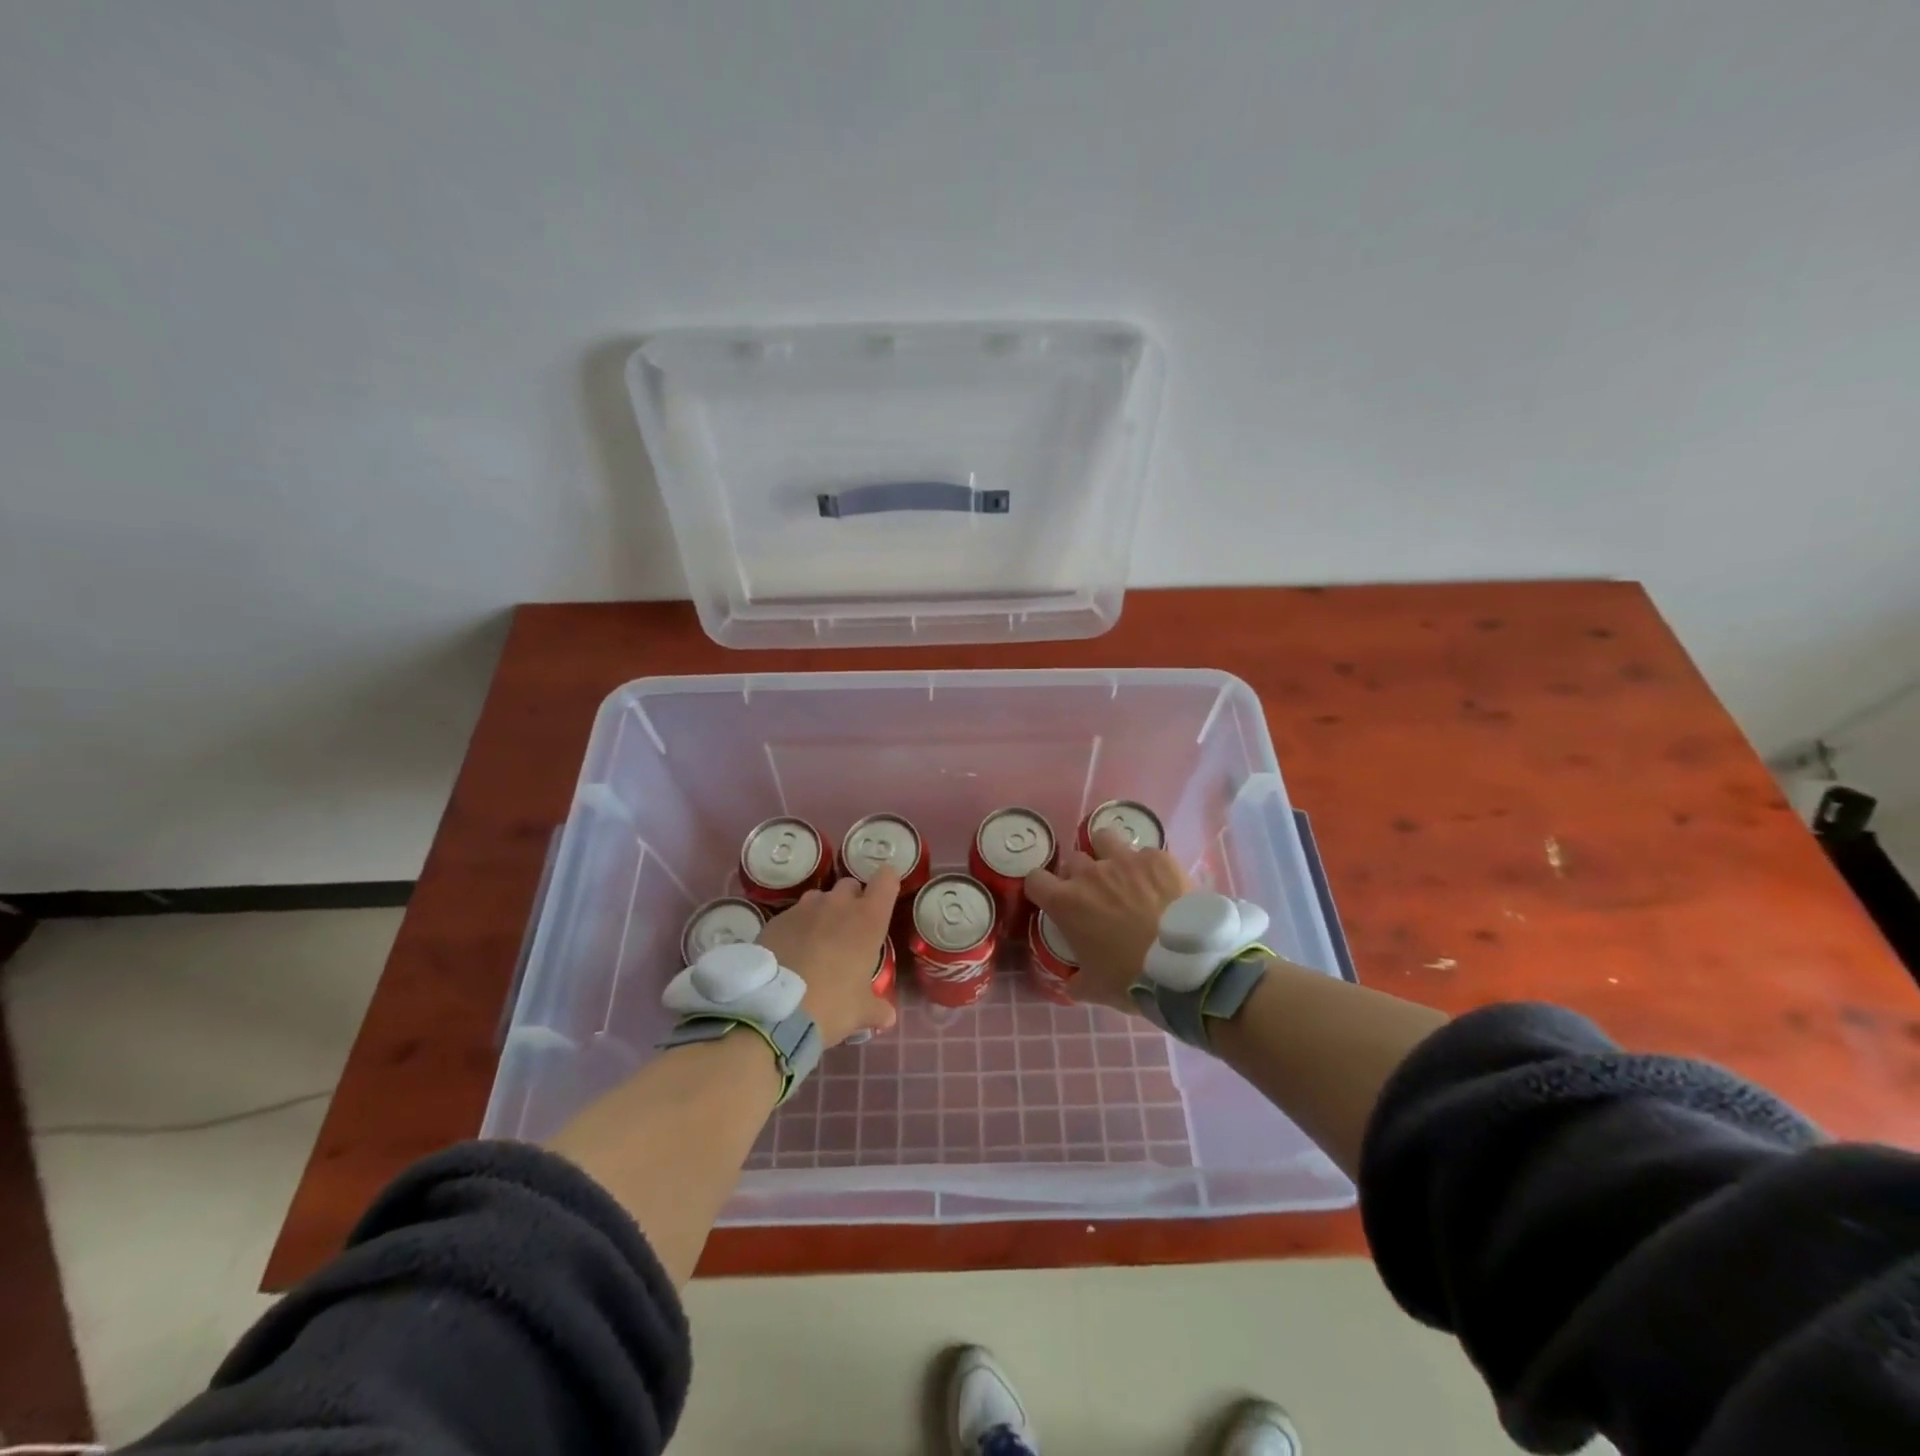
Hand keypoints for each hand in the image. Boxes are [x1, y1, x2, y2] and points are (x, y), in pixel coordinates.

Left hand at [756, 868, 899, 1046]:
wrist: (773, 1010)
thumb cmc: (832, 1005)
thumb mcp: (861, 1012)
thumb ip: (878, 1009)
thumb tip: (888, 1018)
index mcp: (868, 919)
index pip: (886, 880)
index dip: (886, 884)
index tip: (884, 898)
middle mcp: (838, 904)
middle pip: (850, 885)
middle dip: (852, 901)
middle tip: (849, 931)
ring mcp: (804, 908)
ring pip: (819, 898)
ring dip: (823, 912)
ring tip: (817, 941)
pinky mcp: (777, 919)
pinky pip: (793, 915)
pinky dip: (796, 928)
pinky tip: (791, 953)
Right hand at [1025, 829, 1192, 1013]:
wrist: (1185, 966)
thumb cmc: (1131, 978)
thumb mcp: (1094, 989)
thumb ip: (1075, 981)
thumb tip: (1071, 981)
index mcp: (1066, 903)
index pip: (1035, 879)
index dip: (1042, 889)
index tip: (1053, 901)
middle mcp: (1090, 873)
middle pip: (1072, 860)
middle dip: (1079, 875)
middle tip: (1095, 896)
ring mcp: (1125, 860)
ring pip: (1104, 840)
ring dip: (1106, 854)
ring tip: (1122, 875)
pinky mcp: (1157, 858)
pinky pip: (1144, 854)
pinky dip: (1147, 867)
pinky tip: (1159, 885)